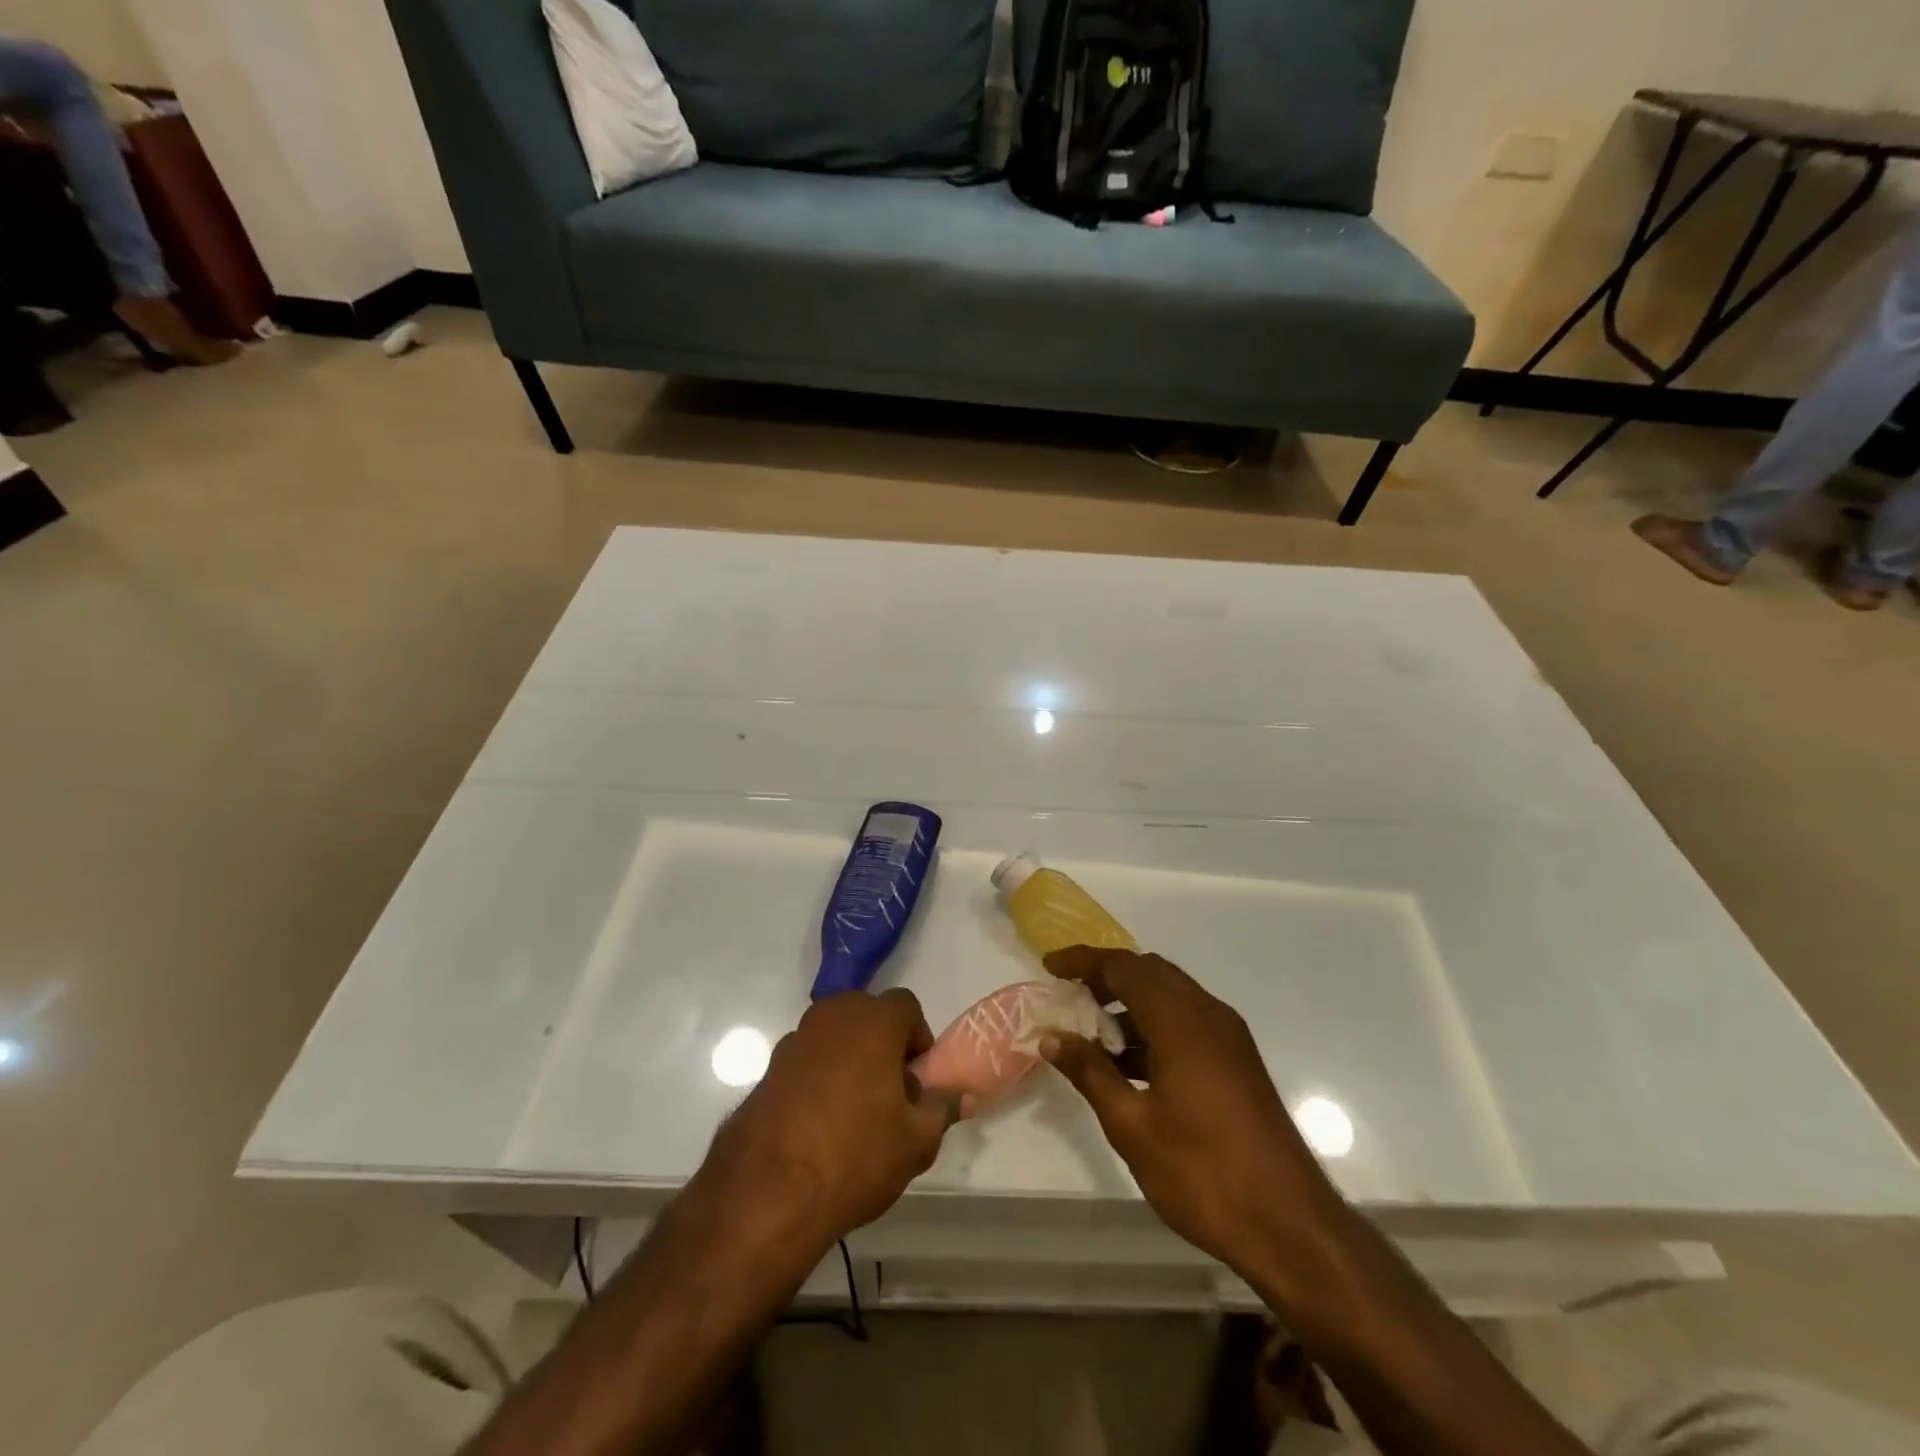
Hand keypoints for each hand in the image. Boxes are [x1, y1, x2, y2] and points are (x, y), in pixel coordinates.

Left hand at [700, 989, 958, 1250]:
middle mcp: (833, 1016)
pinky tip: (818, 1124)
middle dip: (884, 1045)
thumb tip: (963, 1096)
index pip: (906, 1006)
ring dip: (849, 1059)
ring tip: (853, 1113)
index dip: (918, 1039)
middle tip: (890, 1095)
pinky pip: (807, 1060)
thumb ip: (943, 1109)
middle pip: (868, 1016)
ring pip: (835, 1037)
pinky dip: (818, 1077)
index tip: (917, 1081)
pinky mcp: (768, 1067)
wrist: (767, 1192)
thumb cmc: (855, 1156)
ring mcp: (795, 1039)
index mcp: (873, 1021)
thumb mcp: (916, 1141)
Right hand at [1040, 947, 1348, 1286]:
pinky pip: (1187, 1022)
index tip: (1049, 966)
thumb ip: (1090, 1072)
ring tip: (1091, 1035)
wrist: (1291, 1226)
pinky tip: (1129, 1065)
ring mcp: (1228, 1037)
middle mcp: (1208, 1014)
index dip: (1084, 961)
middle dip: (1107, 977)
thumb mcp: (1132, 1125)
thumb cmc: (1202, 1172)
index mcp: (1181, 1020)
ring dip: (1130, 1005)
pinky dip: (1154, 1026)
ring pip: (1170, 997)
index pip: (1124, 967)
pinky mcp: (1237, 1061)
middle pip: (1150, 973)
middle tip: (1069, 997)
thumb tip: (1051, 1038)